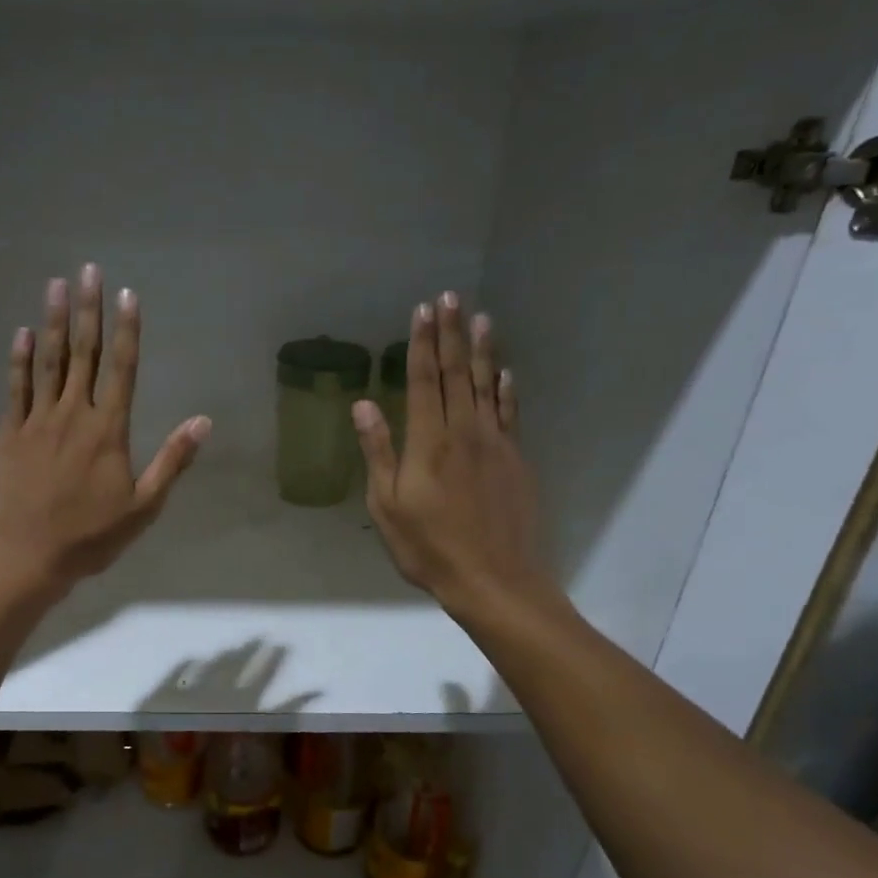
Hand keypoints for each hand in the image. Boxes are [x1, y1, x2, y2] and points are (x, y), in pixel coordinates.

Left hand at [0, 264, 210, 598]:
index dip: (127, 330)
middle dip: (89, 310)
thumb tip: (202, 421)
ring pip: (49, 363)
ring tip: (56, 286)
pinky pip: (15, 389)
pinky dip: (19, 360)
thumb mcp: (144, 506)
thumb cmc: (91, 536)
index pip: (122, 369)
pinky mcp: (9, 434)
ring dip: (55, 323)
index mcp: (108, 430)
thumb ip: (172, 461)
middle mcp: (73, 415)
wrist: (28, 556)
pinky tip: (22, 333)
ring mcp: (37, 422)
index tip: (129, 294)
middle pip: (84, 354)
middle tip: (89, 270)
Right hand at [353, 293, 556, 621]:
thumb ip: (379, 452)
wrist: (493, 579)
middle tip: (451, 298)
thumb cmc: (428, 547)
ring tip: (481, 318)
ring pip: (487, 385)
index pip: (424, 380)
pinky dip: (507, 389)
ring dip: (481, 350)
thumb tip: (363, 405)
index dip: (422, 343)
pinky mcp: (514, 459)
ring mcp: (494, 443)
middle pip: (456, 373)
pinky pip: (510, 413)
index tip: (423, 310)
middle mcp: (464, 431)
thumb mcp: (388, 505)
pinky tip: (506, 372)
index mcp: (428, 441)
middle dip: (451, 334)